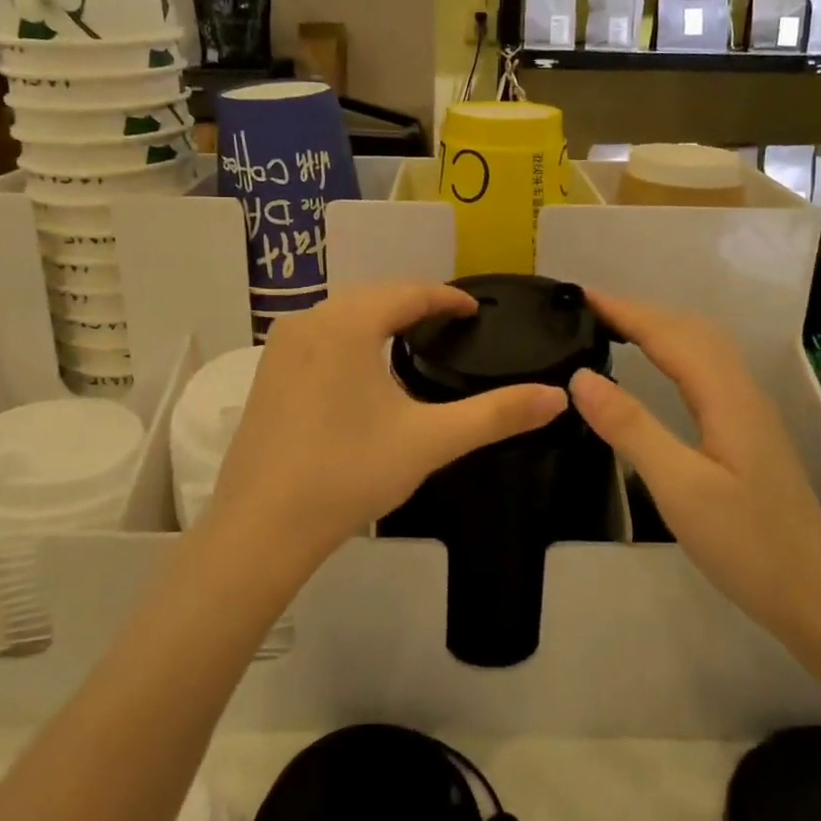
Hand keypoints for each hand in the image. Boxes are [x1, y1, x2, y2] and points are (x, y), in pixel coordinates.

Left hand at [205, 283, 569, 579]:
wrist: (262, 527)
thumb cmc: (349, 474)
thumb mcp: (430, 441)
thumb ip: (496, 415)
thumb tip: (558, 397)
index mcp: (348, 324)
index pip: (408, 292)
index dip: (447, 297)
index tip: (475, 309)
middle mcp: (309, 322)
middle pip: (373, 297)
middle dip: (413, 304)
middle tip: (450, 324)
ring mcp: (280, 348)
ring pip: (342, 316)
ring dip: (378, 319)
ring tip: (413, 340)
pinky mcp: (265, 375)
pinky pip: (318, 338)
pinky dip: (349, 339)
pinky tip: (362, 369)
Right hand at [567, 290, 820, 643]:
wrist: (816, 596)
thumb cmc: (746, 544)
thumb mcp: (679, 487)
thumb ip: (631, 428)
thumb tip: (581, 376)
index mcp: (726, 396)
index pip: (669, 334)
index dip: (624, 310)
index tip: (579, 295)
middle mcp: (741, 392)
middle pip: (691, 330)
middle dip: (640, 311)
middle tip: (588, 310)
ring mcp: (749, 412)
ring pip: (703, 349)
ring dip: (659, 328)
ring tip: (614, 329)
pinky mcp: (748, 433)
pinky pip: (706, 371)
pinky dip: (674, 352)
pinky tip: (658, 371)